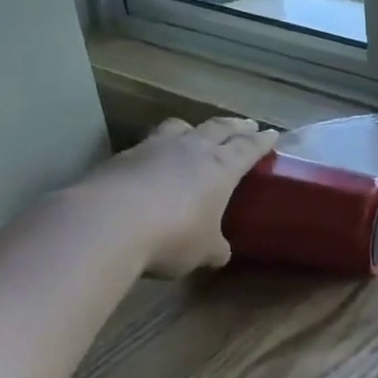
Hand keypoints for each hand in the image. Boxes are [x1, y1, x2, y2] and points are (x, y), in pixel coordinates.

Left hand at [82, 117, 278, 276]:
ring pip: (179, 127)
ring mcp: (153, 149)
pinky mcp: (120, 158)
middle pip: (218, 128)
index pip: (248, 147)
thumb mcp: (203, 250)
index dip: (261, 141)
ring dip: (193, 128)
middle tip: (246, 124)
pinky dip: (156, 148)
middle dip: (235, 126)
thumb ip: (214, 247)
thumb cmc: (171, 236)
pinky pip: (147, 145)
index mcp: (221, 167)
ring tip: (196, 132)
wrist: (105, 225)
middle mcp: (191, 150)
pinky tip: (152, 161)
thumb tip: (219, 253)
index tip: (271, 133)